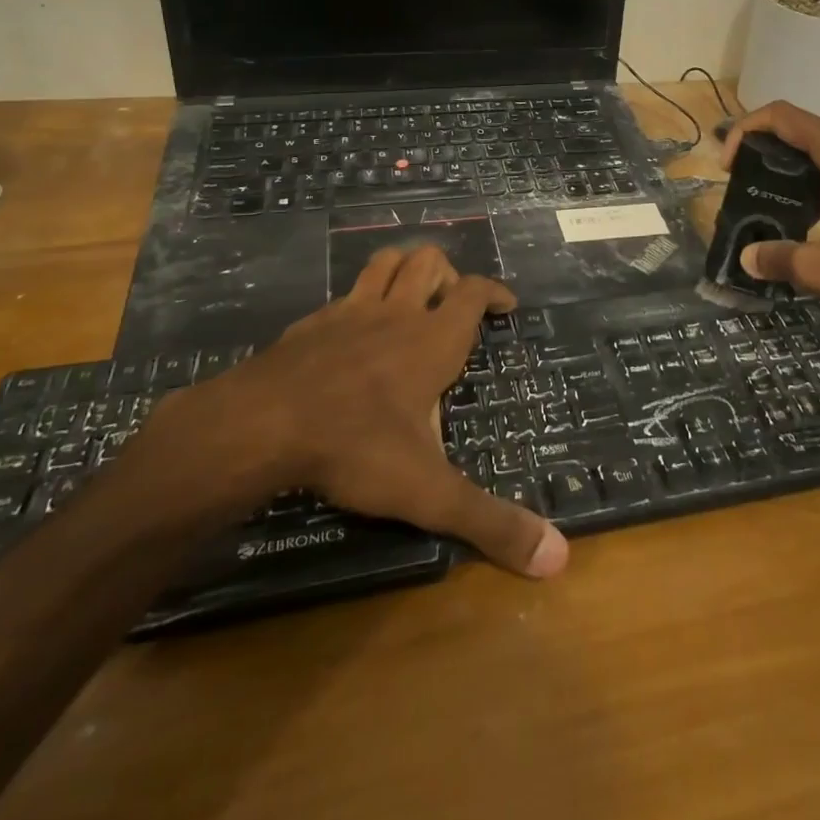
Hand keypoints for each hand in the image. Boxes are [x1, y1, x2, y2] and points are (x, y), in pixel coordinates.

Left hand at [130, 245, 568, 578]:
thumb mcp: (429, 492)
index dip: (495, 291)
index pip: (474, 292)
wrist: (260, 425)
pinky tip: (354, 331)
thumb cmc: (355, 447)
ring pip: (385, 262)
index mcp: (433, 340)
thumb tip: (558, 558)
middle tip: (453, 306)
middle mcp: (396, 314)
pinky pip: (345, 293)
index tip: (507, 305)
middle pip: (429, 261)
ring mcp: (350, 312)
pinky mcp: (312, 322)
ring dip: (404, 268)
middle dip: (448, 273)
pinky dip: (360, 299)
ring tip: (412, 295)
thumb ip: (491, 522)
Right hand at [721, 101, 819, 322]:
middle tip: (740, 182)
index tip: (728, 167)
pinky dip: (814, 183)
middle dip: (763, 149)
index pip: (782, 116)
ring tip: (767, 200)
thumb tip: (746, 258)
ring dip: (789, 167)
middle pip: (800, 129)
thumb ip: (780, 259)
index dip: (746, 130)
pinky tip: (806, 219)